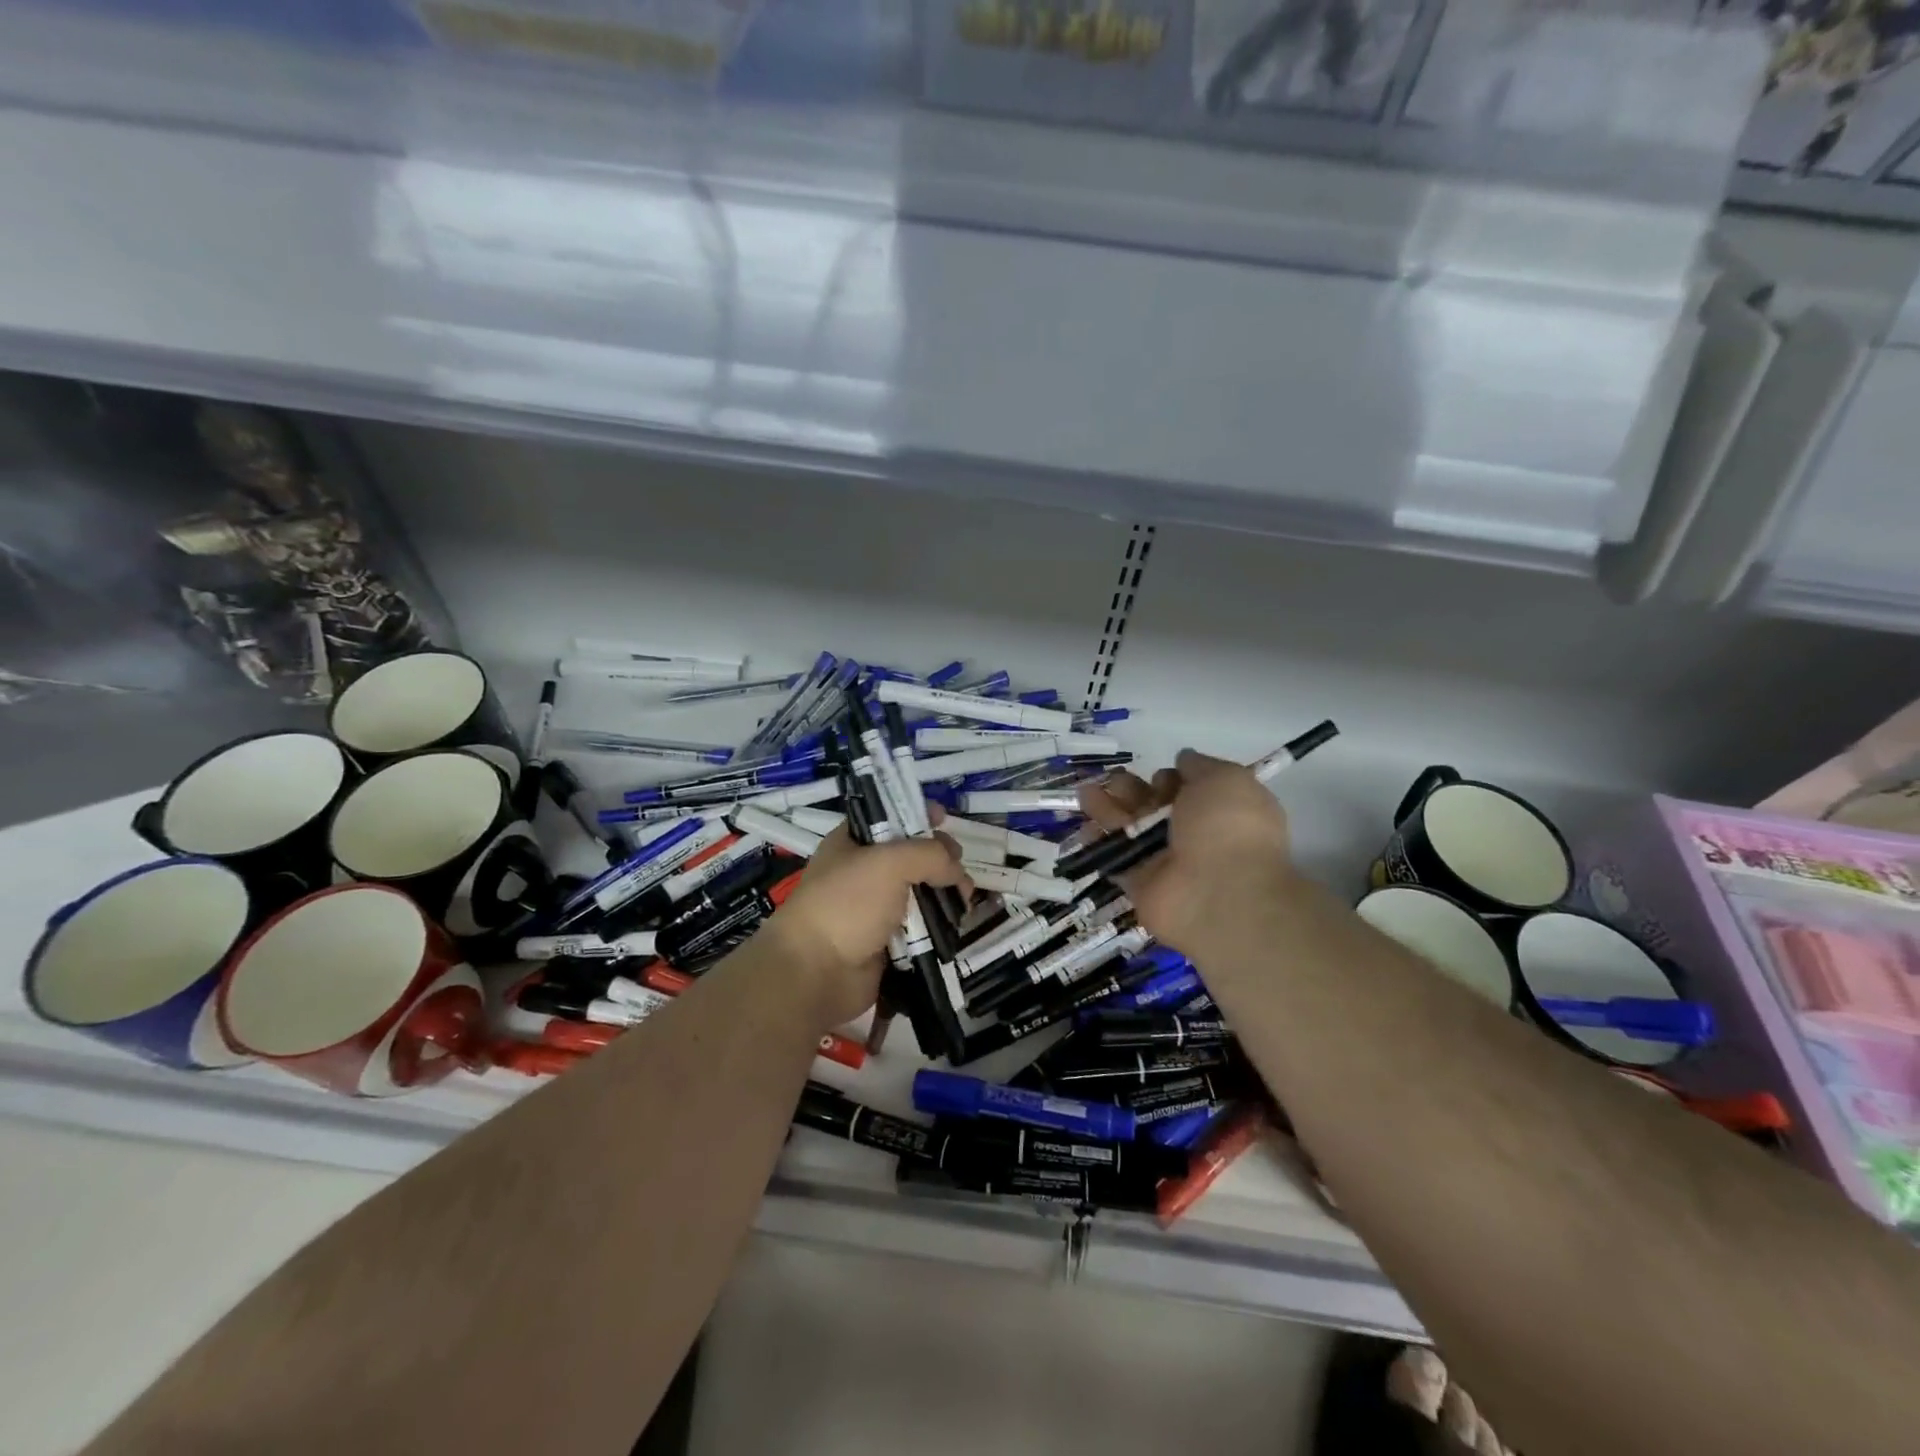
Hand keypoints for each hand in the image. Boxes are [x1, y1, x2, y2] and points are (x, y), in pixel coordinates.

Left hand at [763, 819, 966, 1029]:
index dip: (916, 813)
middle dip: (940, 859)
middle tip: (959, 868)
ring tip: (964, 900)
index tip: (944, 819)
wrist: (817, 973)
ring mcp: (874, 909)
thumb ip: (930, 855)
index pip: (889, 817)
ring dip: (944, 894)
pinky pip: (919, 926)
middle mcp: (862, 872)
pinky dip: (938, 924)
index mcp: (852, 843)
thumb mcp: (890, 863)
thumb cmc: (847, 904)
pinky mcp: (886, 942)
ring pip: (919, 892)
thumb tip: (956, 872)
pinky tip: (955, 924)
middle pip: (910, 856)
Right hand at [1077, 750, 1296, 954]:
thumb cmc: (1227, 827)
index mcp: (1219, 810)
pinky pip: (1115, 857)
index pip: (1188, 788)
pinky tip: (1084, 826)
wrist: (1218, 892)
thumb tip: (1184, 759)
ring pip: (1131, 827)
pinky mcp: (1139, 881)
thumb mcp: (1226, 779)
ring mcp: (1164, 859)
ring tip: (1086, 792)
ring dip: (1108, 808)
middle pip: (1154, 805)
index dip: (1171, 777)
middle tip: (1115, 779)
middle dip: (1133, 789)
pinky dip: (1099, 842)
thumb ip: (1201, 765)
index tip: (1162, 776)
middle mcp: (1193, 834)